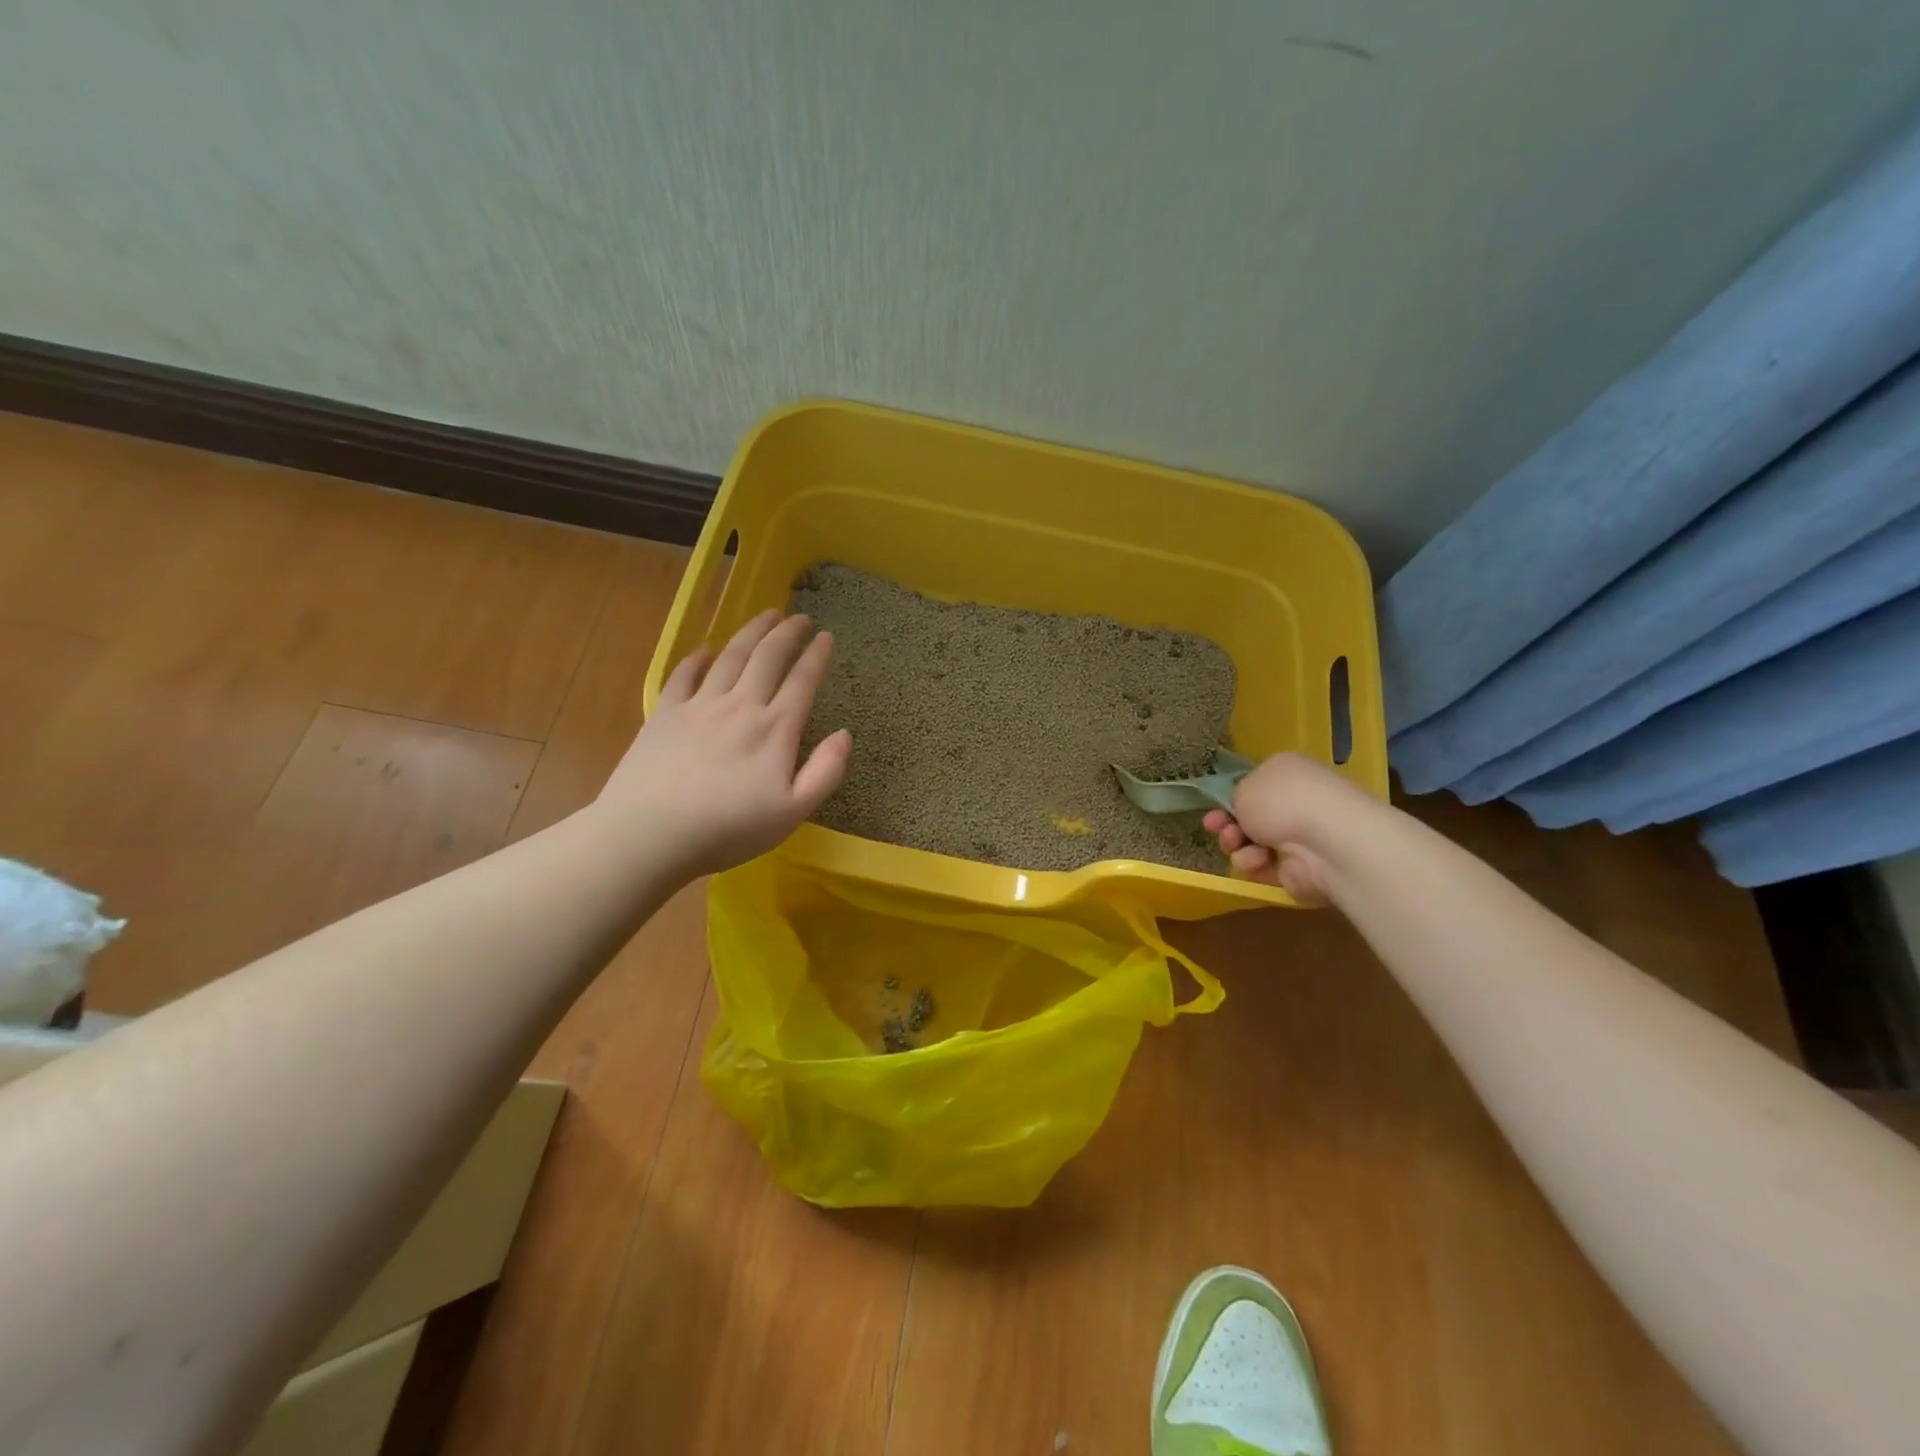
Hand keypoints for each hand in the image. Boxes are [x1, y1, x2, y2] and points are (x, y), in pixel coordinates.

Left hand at [594, 610, 851, 877]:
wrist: (651, 833)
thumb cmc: (729, 829)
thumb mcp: (793, 812)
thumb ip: (825, 771)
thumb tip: (845, 734)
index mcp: (775, 729)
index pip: (802, 682)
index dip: (817, 656)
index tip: (826, 636)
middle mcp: (740, 706)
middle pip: (767, 657)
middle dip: (787, 633)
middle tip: (800, 617)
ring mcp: (699, 706)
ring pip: (731, 657)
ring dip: (751, 632)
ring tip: (766, 615)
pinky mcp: (665, 714)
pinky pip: (684, 675)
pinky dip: (698, 657)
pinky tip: (707, 649)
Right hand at [1202, 752, 1361, 906]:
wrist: (1325, 843)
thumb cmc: (1282, 801)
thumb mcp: (1244, 786)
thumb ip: (1235, 797)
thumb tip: (1244, 809)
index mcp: (1286, 773)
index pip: (1253, 785)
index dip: (1229, 797)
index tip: (1214, 807)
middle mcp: (1294, 802)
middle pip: (1248, 816)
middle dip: (1226, 823)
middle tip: (1215, 826)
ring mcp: (1297, 837)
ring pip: (1249, 842)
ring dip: (1236, 843)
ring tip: (1236, 843)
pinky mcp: (1297, 868)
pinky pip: (1261, 866)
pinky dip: (1253, 863)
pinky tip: (1257, 860)